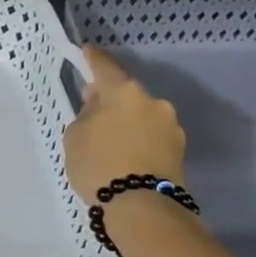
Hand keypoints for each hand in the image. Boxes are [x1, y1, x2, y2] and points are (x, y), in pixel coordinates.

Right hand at [63, 46, 185, 198]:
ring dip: (126, 122)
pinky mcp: (179, 149)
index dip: (93, 58)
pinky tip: (125, 155)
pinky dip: (138, 140)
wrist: (141, 206)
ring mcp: (171, 126)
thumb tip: (100, 108)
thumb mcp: (75, 136)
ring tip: (109, 142)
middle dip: (110, 100)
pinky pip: (151, 136)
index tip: (87, 50)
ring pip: (141, 115)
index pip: (105, 67)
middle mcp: (153, 102)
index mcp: (125, 92)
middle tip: (91, 112)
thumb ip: (86, 114)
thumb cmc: (99, 164)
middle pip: (126, 93)